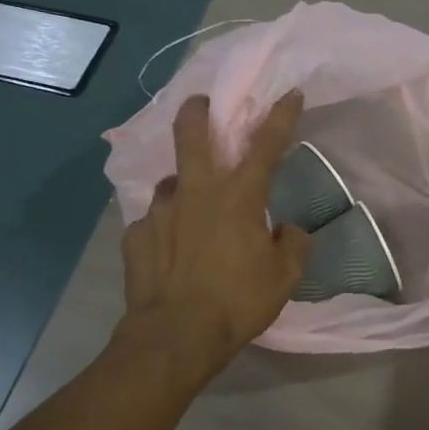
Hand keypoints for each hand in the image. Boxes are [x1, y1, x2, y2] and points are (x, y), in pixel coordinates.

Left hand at [118, 91, 311, 374]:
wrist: (177, 336)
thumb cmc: (238, 301)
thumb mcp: (284, 276)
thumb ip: (293, 244)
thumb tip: (287, 231)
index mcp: (239, 197)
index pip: (266, 146)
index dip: (280, 116)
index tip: (289, 93)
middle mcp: (196, 192)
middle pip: (191, 134)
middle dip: (197, 111)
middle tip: (200, 105)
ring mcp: (159, 211)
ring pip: (171, 182)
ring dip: (184, 188)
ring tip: (190, 212)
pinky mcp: (135, 235)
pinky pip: (154, 222)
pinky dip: (165, 229)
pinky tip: (170, 250)